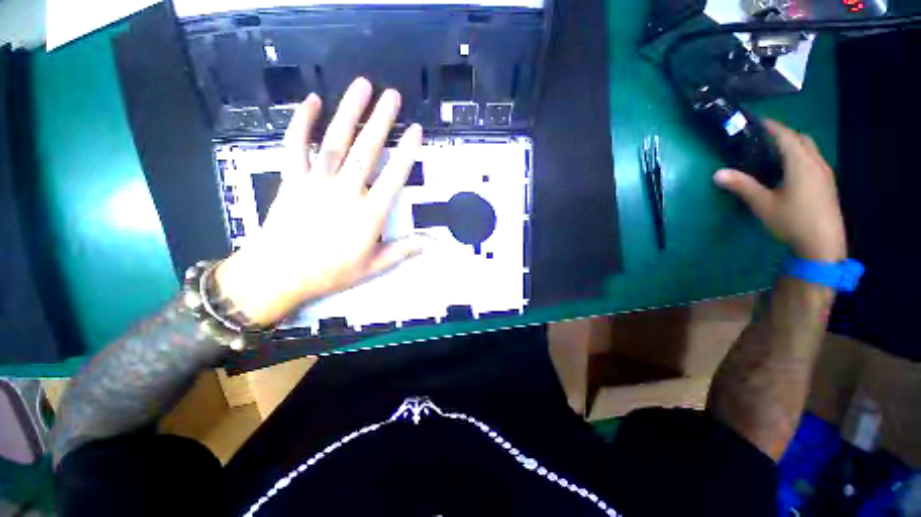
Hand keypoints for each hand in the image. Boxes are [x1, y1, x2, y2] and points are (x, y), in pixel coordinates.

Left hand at [215, 77, 424, 325]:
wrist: (279, 275)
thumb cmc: (331, 272)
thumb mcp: (373, 266)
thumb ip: (403, 250)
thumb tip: (433, 243)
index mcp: (369, 214)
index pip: (393, 178)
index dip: (406, 152)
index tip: (416, 130)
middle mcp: (345, 192)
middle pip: (366, 151)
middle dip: (381, 121)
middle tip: (392, 95)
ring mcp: (316, 182)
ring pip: (335, 141)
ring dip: (349, 112)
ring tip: (362, 86)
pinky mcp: (292, 179)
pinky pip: (295, 146)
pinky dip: (301, 122)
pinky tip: (310, 101)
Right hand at [713, 119, 845, 262]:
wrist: (823, 244)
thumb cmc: (793, 221)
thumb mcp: (763, 204)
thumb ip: (742, 186)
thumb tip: (717, 173)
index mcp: (801, 163)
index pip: (785, 136)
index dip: (771, 126)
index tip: (756, 122)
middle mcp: (816, 163)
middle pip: (801, 139)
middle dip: (783, 134)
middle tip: (763, 139)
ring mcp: (825, 173)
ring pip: (810, 149)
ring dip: (794, 145)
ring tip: (774, 153)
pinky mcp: (828, 184)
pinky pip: (814, 160)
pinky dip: (801, 157)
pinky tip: (790, 171)